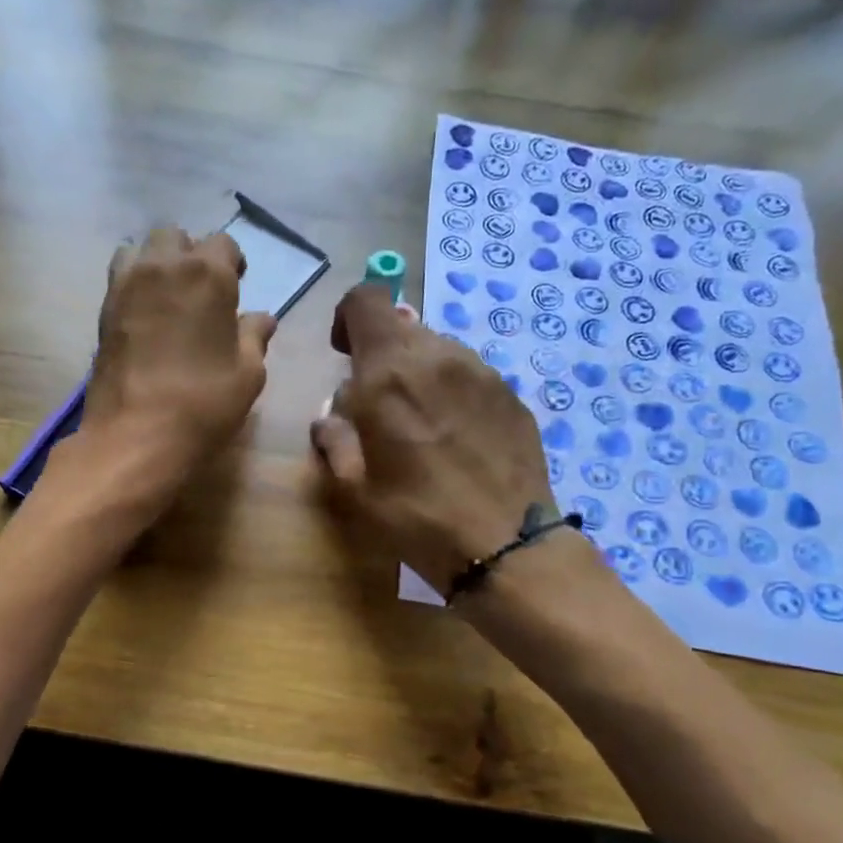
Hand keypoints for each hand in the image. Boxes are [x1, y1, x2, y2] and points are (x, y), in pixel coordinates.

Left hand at [74, 226, 275, 506]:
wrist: (135, 435)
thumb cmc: (203, 403)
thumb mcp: (247, 374)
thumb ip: (254, 338)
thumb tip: (261, 318)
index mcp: (207, 274)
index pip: (223, 244)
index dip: (232, 264)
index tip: (236, 287)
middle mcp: (163, 266)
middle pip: (175, 237)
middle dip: (190, 255)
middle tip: (200, 292)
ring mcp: (126, 286)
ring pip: (139, 250)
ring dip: (156, 264)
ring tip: (168, 299)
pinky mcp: (103, 311)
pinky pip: (120, 279)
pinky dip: (134, 286)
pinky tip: (146, 319)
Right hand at [311, 284, 556, 591]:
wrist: (503, 543)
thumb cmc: (415, 517)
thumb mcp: (353, 488)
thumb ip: (334, 438)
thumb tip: (332, 416)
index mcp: (389, 373)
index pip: (365, 299)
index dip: (347, 319)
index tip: (344, 355)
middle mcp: (437, 357)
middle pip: (400, 327)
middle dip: (381, 356)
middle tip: (380, 408)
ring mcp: (481, 372)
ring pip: (436, 350)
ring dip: (418, 374)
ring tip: (420, 426)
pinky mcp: (510, 392)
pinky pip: (468, 375)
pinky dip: (451, 392)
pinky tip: (455, 438)